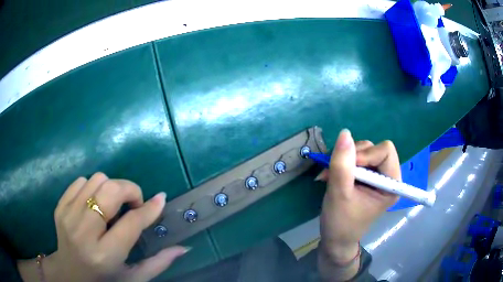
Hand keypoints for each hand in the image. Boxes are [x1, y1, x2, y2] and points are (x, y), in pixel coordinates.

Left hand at [18, 172, 187, 281]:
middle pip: (110, 191)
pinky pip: (81, 181)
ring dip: (111, 188)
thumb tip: (183, 248)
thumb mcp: (134, 278)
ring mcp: (68, 215)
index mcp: (105, 255)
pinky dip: (93, 188)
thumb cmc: (105, 279)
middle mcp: (84, 232)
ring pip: (96, 180)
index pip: (130, 223)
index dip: (148, 209)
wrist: (70, 273)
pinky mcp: (60, 206)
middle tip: (134, 203)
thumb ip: (158, 263)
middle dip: (129, 190)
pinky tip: (95, 204)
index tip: (160, 199)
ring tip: (113, 205)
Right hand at [317, 129, 399, 279]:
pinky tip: (331, 174)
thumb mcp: (339, 194)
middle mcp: (388, 177)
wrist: (335, 238)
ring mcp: (377, 176)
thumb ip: (342, 165)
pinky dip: (342, 162)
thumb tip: (345, 133)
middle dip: (353, 157)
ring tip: (331, 174)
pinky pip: (356, 157)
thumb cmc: (341, 222)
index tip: (348, 169)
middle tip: (336, 171)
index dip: (366, 155)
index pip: (385, 151)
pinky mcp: (367, 177)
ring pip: (363, 151)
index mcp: (391, 184)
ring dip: (345, 159)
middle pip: (374, 148)